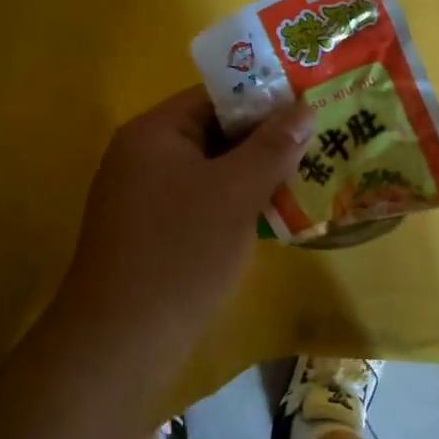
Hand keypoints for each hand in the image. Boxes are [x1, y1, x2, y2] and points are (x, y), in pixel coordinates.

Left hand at [56, 87, 314, 335]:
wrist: (122, 341)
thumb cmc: (181, 253)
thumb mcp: (236, 193)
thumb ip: (273, 147)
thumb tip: (304, 108)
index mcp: (155, 132)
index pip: (216, 97)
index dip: (265, 100)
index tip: (310, 110)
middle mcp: (143, 155)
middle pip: (214, 131)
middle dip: (265, 140)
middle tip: (317, 145)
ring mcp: (144, 195)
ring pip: (211, 170)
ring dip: (254, 174)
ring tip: (307, 178)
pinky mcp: (152, 230)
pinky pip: (201, 201)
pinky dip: (234, 203)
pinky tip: (273, 216)